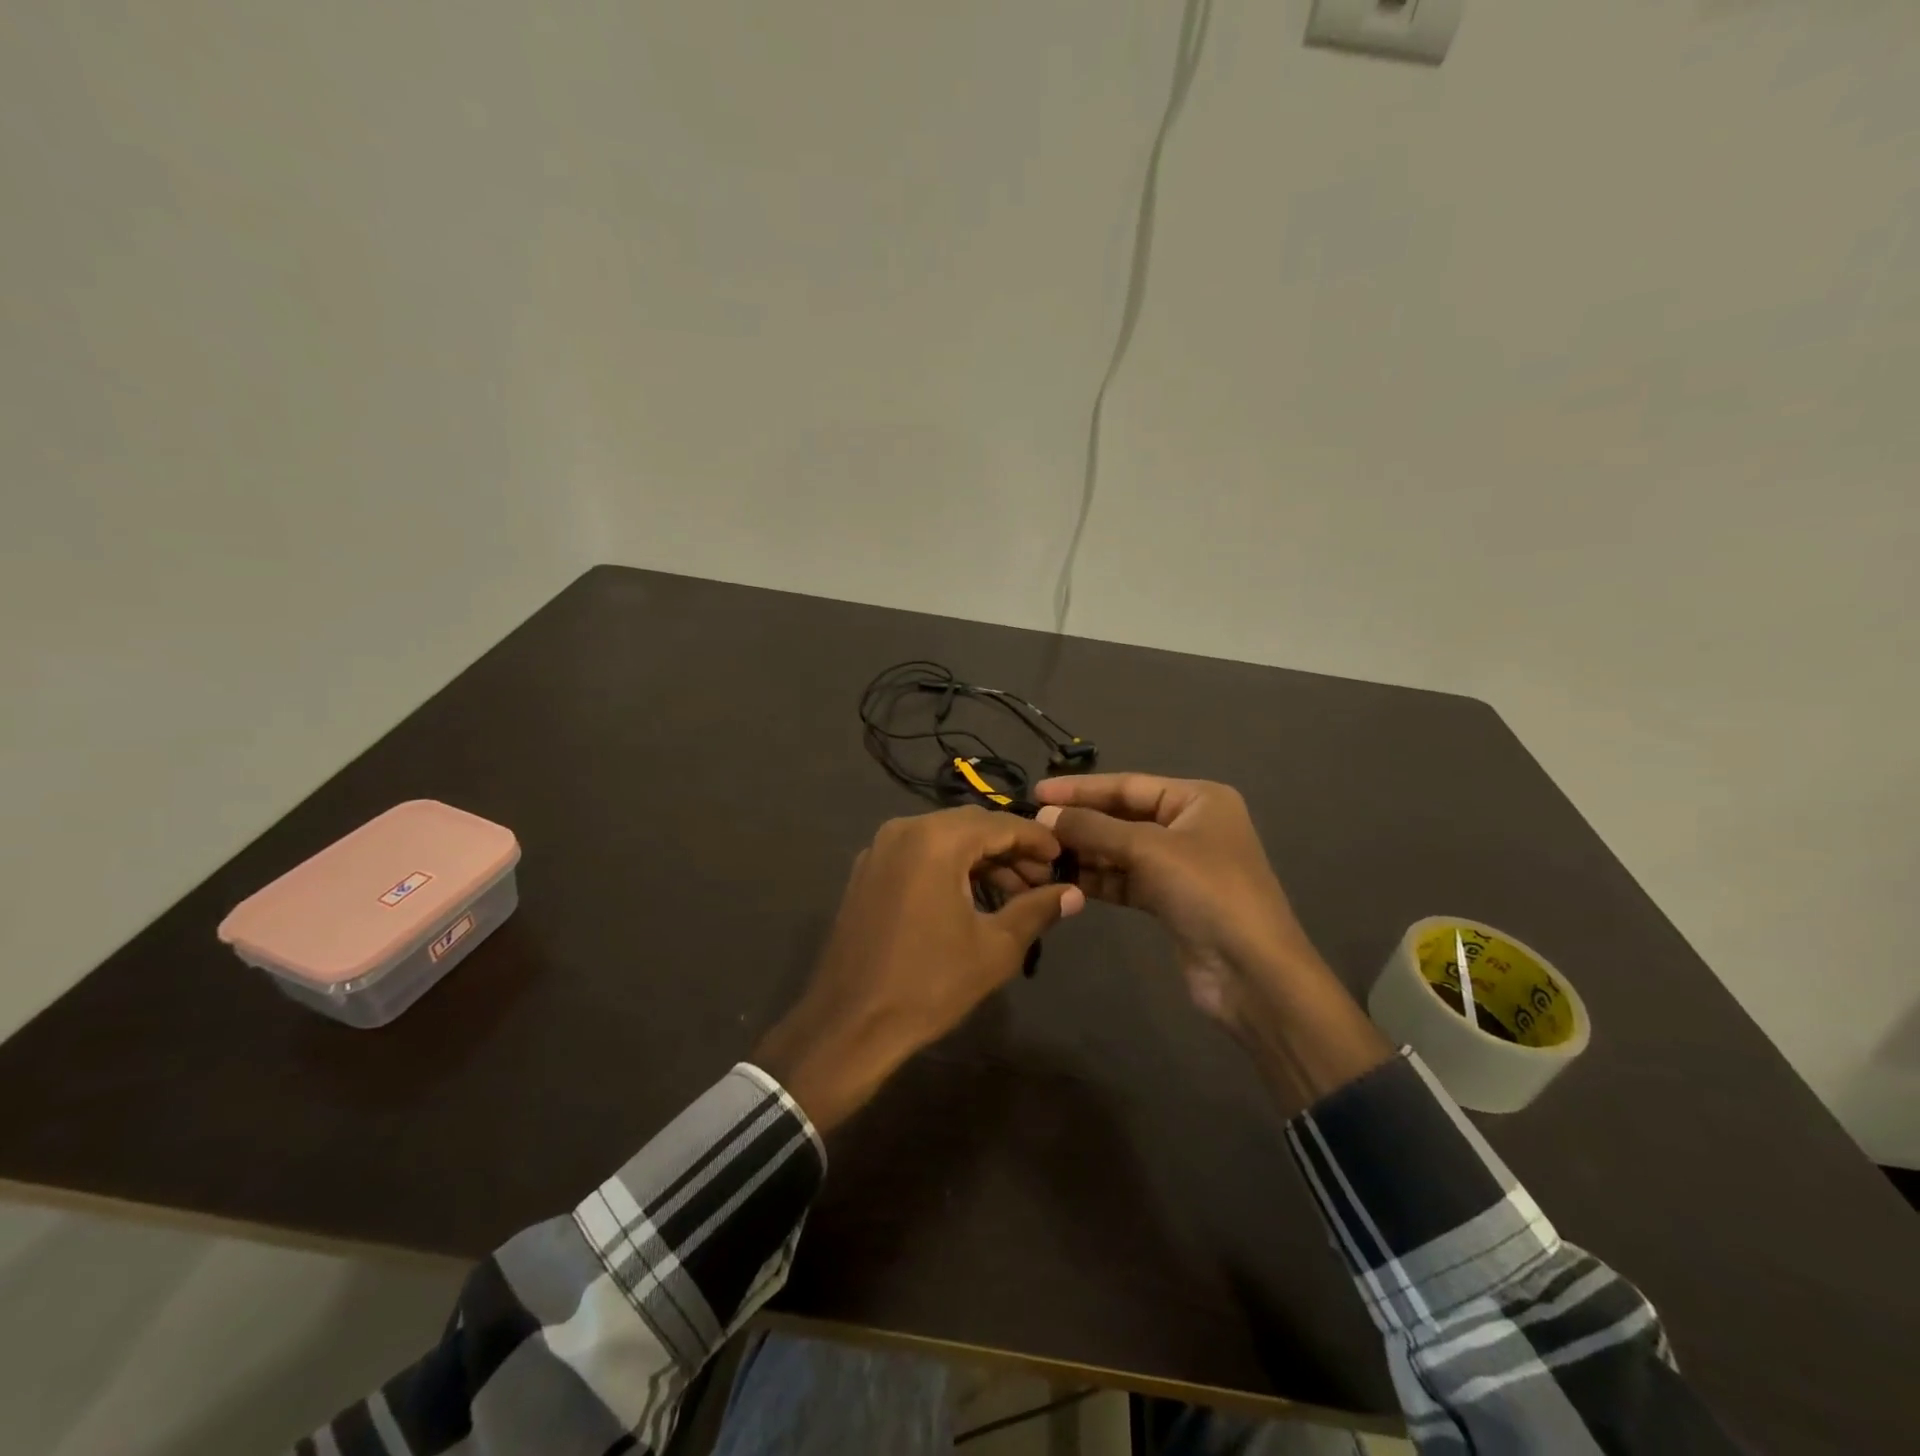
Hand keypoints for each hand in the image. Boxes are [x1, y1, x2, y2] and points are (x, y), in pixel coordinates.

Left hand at [754, 807, 1084, 1132]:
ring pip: (944, 839)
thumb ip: (1037, 910)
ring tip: (1014, 895)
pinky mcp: (867, 872)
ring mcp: (880, 849)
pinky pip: (918, 854)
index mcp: (936, 840)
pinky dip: (949, 866)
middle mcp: (904, 830)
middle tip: (1042, 881)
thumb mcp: (995, 947)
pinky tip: (971, 897)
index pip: (1000, 824)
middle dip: (1010, 849)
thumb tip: (1074, 893)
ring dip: (981, 859)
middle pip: (971, 826)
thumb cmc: (929, 983)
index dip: (1037, 840)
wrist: (850, 1023)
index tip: (1064, 859)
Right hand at [1034, 773, 1390, 1112]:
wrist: (1252, 973)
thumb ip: (1094, 829)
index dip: (1081, 788)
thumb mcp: (1149, 850)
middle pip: (1122, 816)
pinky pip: (1125, 879)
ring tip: (1040, 854)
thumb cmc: (1208, 892)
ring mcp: (1180, 865)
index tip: (1038, 791)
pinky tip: (1064, 879)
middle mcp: (1190, 826)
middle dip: (1080, 822)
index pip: (1128, 785)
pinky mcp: (1169, 900)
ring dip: (1084, 852)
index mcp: (1198, 799)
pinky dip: (1098, 878)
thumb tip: (1044, 817)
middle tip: (1033, 826)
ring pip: (1120, 850)